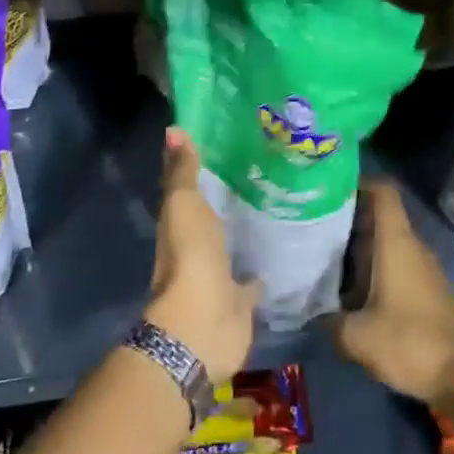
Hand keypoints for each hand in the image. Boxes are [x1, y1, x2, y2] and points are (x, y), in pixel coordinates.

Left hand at [144, 128, 258, 384]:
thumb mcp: (183, 205)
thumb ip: (182, 172)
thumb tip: (174, 129)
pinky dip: (259, 271)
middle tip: (257, 172)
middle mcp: (197, 248)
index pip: (187, 189)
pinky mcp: (240, 301)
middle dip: (225, 199)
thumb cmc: (190, 257)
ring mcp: (218, 276)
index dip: (199, 169)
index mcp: (179, 224)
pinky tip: (279, 255)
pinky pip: (251, 281)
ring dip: (242, 234)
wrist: (203, 324)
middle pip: (210, 218)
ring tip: (272, 209)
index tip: (225, 144)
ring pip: (230, 247)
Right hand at [329, 182, 453, 420]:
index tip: (329, 190)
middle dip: (348, 217)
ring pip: (386, 241)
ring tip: (324, 255)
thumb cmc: (409, 343)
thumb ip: (328, 320)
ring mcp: (422, 267)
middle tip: (313, 225)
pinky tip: (350, 287)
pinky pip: (396, 263)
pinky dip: (373, 266)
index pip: (383, 192)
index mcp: (396, 243)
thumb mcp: (357, 337)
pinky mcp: (427, 289)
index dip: (358, 182)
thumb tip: (309, 312)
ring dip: (359, 245)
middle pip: (379, 216)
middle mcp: (411, 246)